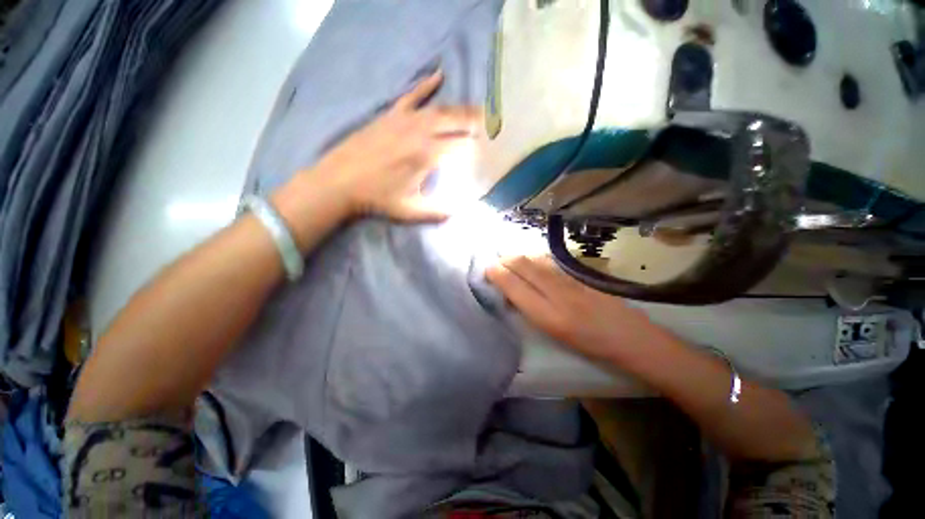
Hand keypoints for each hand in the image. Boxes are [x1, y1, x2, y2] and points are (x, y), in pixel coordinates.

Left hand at [309, 69, 479, 222]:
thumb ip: (437, 212)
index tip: (491, 147)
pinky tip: (439, 76)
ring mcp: (404, 120)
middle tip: (492, 122)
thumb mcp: (409, 211)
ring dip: (459, 108)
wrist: (340, 181)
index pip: (461, 145)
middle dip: (476, 121)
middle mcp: (420, 132)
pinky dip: (426, 85)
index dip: (478, 145)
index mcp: (427, 155)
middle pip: (455, 121)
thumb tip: (458, 211)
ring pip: (439, 109)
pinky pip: (412, 96)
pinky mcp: (390, 115)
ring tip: (476, 109)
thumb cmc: (376, 198)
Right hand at [486, 255, 665, 360]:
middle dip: (505, 260)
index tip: (487, 271)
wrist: (630, 336)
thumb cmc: (589, 344)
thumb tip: (512, 293)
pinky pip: (548, 261)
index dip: (497, 274)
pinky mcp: (578, 274)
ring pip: (535, 259)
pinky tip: (530, 261)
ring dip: (518, 257)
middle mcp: (557, 292)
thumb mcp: (553, 333)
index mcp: (548, 315)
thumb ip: (530, 309)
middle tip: (495, 263)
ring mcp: (569, 279)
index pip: (514, 285)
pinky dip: (533, 258)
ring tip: (508, 260)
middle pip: (523, 265)